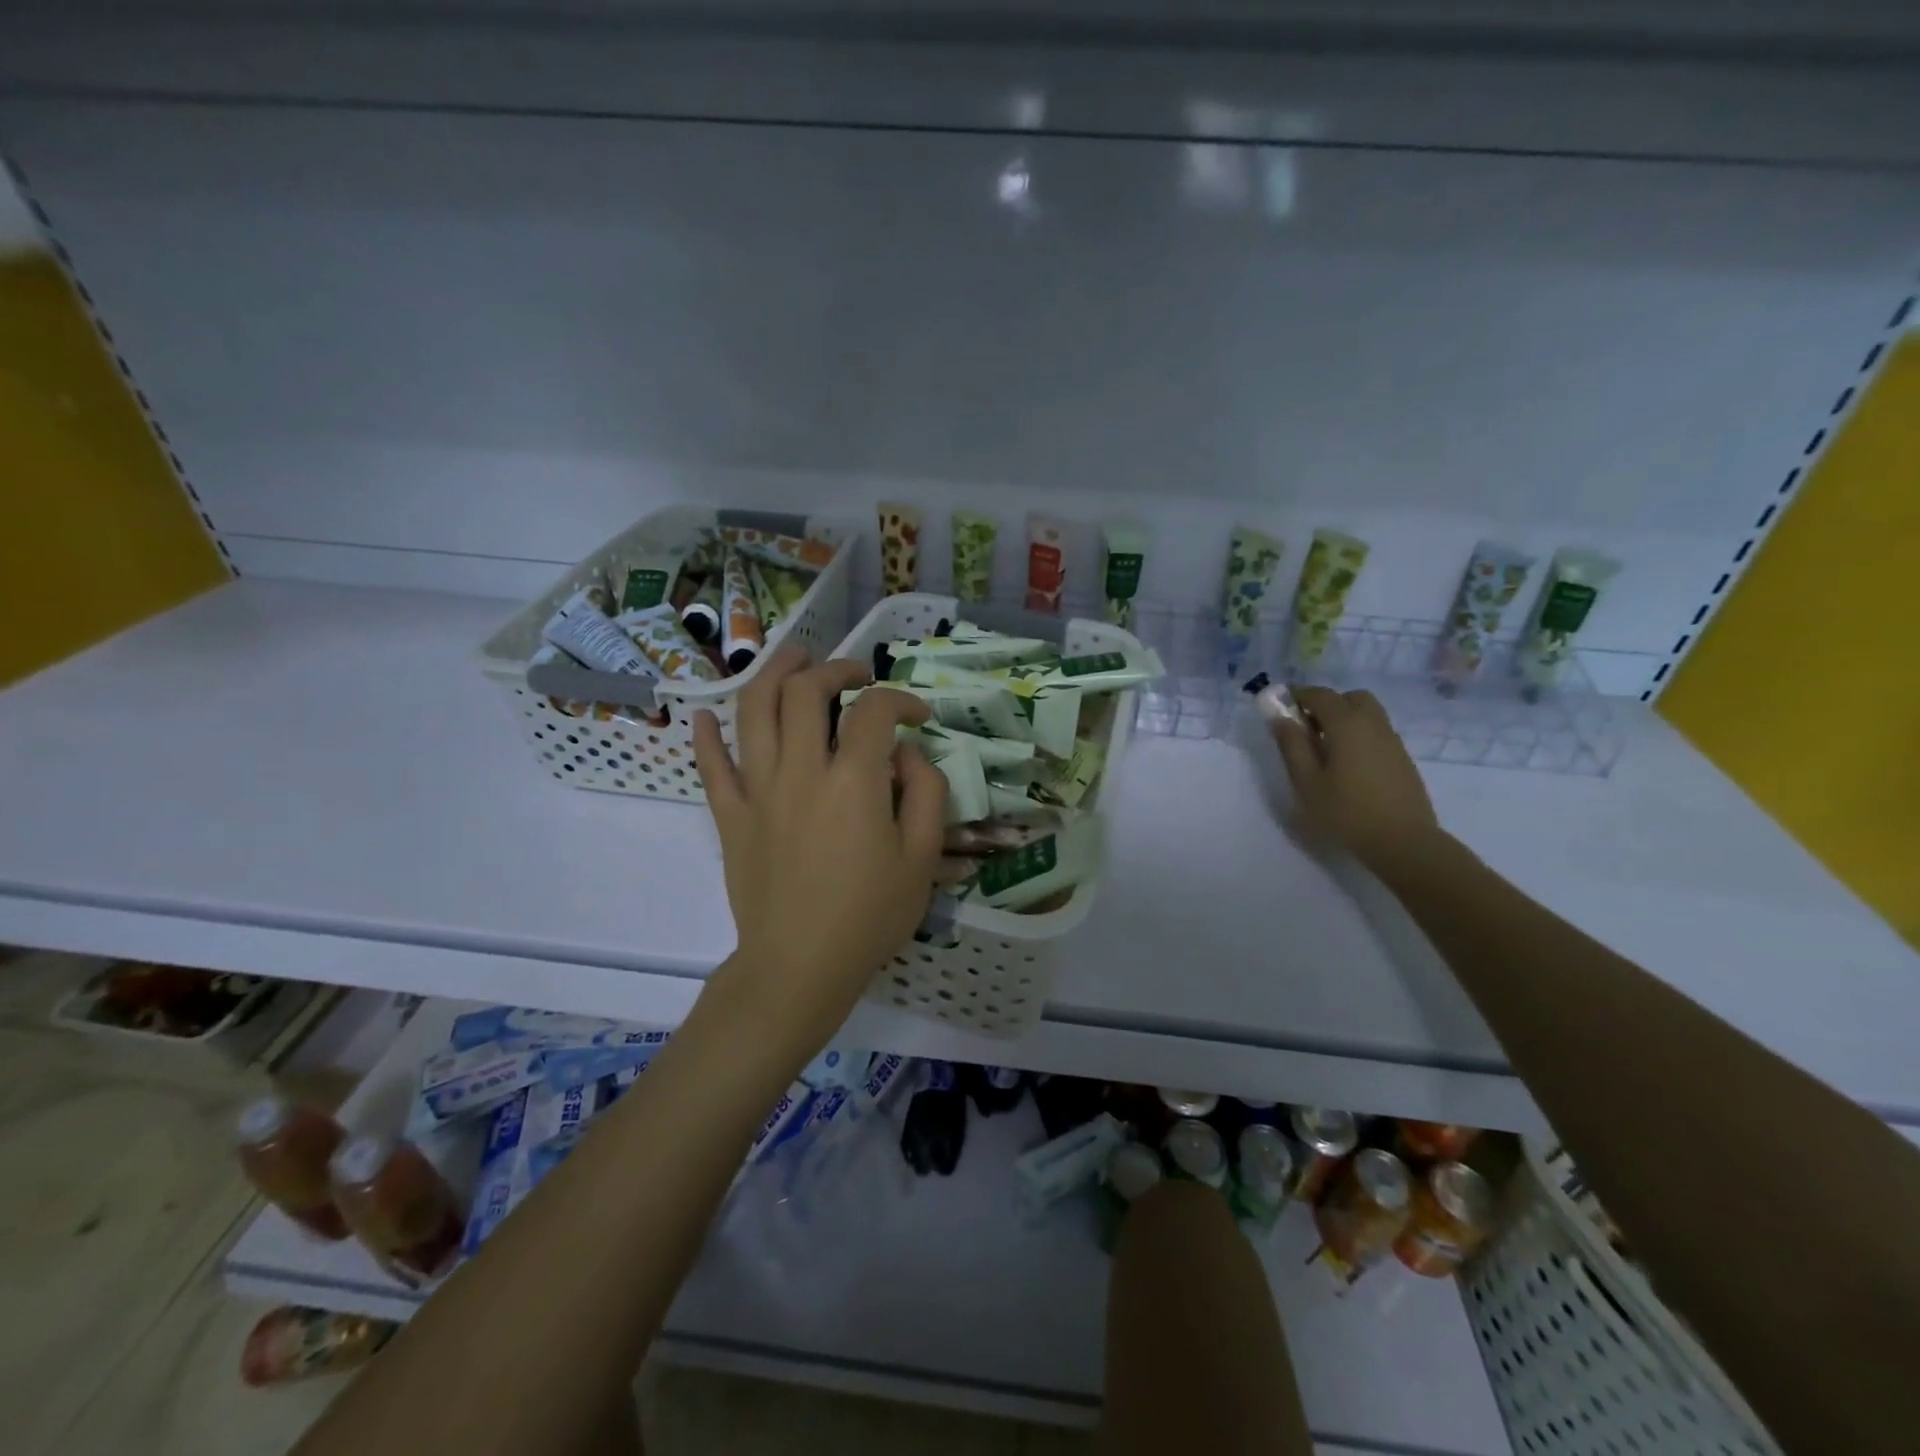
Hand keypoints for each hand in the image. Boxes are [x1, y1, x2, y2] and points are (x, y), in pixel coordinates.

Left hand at [692, 644, 946, 1045]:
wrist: (799, 967)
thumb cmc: (869, 916)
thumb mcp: (922, 858)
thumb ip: (925, 793)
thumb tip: (906, 754)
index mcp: (853, 781)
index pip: (875, 711)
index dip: (901, 700)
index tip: (917, 715)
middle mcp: (800, 771)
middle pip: (805, 691)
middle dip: (834, 670)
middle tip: (854, 676)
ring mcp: (758, 790)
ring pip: (754, 710)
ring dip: (772, 673)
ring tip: (792, 659)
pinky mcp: (730, 816)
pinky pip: (710, 766)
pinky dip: (706, 736)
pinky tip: (705, 715)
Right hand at [1270, 686, 1441, 876]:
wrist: (1403, 841)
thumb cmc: (1346, 812)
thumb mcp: (1307, 782)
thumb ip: (1292, 745)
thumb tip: (1280, 717)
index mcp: (1347, 725)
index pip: (1320, 695)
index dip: (1298, 696)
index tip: (1281, 707)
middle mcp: (1373, 724)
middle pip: (1350, 698)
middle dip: (1326, 704)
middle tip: (1307, 728)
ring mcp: (1392, 740)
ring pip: (1367, 713)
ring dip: (1344, 718)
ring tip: (1325, 748)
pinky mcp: (1402, 758)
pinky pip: (1377, 731)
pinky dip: (1359, 733)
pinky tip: (1348, 763)